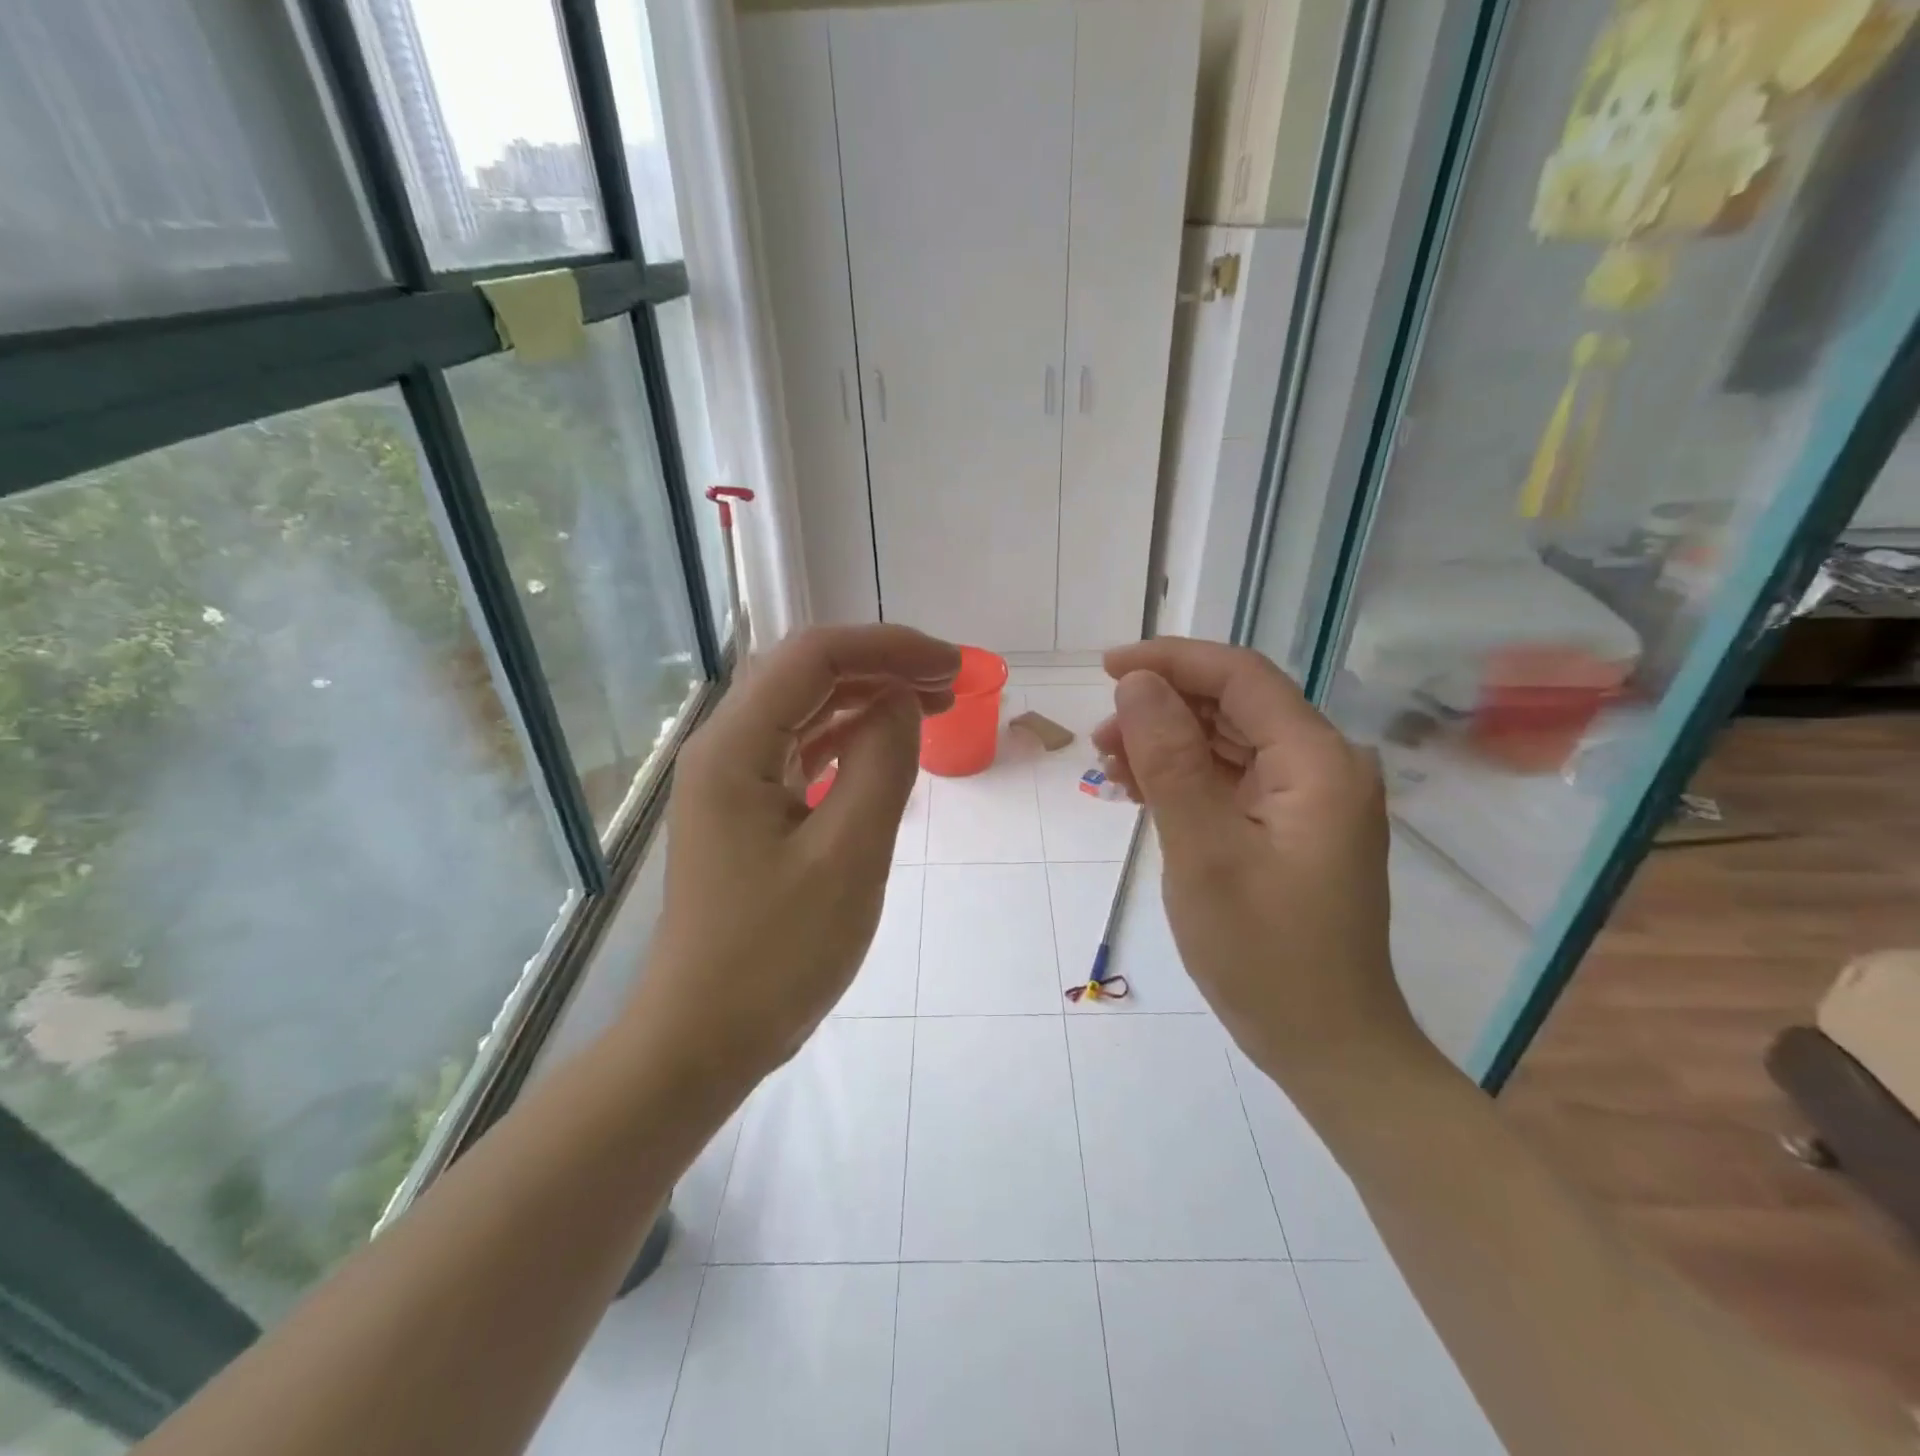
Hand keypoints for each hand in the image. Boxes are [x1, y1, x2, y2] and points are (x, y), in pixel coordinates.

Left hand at [630, 625, 958, 1086]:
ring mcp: (732, 781)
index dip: (888, 647)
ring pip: (804, 710)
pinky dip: (848, 738)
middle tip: (950, 683)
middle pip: (805, 675)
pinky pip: (801, 752)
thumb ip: (882, 764)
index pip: (814, 657)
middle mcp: (724, 749)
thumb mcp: (848, 856)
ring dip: (867, 698)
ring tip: (932, 703)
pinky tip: (885, 743)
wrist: (704, 1039)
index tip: (951, 666)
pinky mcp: (746, 811)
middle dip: (881, 666)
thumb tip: (903, 699)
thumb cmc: (776, 955)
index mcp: (734, 748)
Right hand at [1093, 639, 1427, 1094]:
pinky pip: (1234, 780)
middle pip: (1235, 706)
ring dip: (1168, 744)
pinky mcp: (1293, 827)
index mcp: (1317, 762)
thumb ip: (1170, 759)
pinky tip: (1141, 792)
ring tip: (1109, 767)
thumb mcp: (1202, 851)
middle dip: (1162, 708)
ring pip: (1230, 742)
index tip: (1107, 669)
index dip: (1171, 660)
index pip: (1241, 676)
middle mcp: (1323, 767)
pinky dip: (1187, 778)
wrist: (1326, 1043)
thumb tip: (1138, 684)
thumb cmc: (1264, 953)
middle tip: (1099, 737)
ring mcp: (1311, 799)